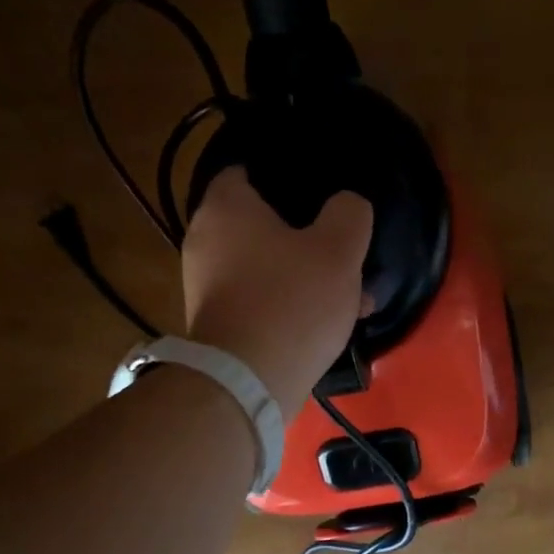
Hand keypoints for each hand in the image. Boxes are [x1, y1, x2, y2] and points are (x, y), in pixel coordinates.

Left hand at [181, 168, 372, 421]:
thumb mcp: (339, 249)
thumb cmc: (293, 301)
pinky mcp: (216, 325)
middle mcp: (204, 241)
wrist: (248, 383)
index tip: (314, 190)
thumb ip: (350, 214)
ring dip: (303, 275)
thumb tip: (347, 205)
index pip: (243, 171)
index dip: (279, 176)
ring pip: (265, 267)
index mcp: (226, 208)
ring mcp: (206, 287)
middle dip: (301, 235)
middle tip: (339, 245)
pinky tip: (326, 324)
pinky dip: (287, 305)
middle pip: (258, 225)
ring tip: (349, 294)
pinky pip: (259, 301)